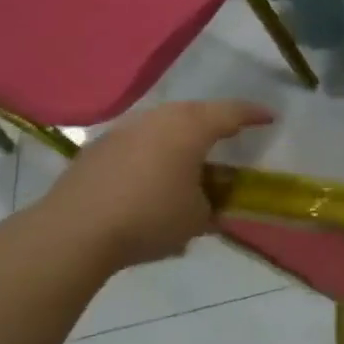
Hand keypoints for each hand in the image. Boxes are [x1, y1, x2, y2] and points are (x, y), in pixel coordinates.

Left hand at [33, 101, 274, 271]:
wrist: (74, 231)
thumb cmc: (149, 218)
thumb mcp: (197, 218)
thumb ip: (211, 203)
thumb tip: (209, 201)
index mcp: (190, 128)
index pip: (231, 113)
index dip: (254, 115)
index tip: (270, 118)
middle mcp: (158, 119)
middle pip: (195, 112)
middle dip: (216, 121)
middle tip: (231, 134)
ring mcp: (124, 129)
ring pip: (164, 123)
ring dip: (182, 135)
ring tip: (192, 154)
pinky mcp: (99, 147)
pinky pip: (139, 140)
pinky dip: (154, 150)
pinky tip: (154, 173)